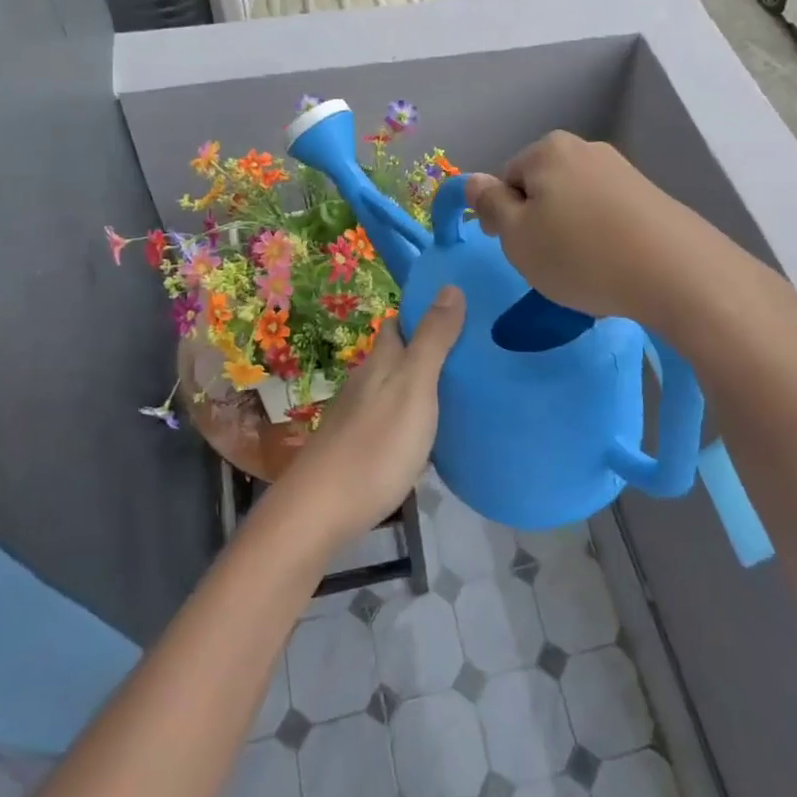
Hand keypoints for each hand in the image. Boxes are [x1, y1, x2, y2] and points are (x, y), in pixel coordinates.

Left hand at [279, 287, 465, 547]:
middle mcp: (367, 381)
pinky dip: (416, 418)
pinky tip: (434, 436)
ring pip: (395, 388)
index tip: (461, 311)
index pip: (399, 322)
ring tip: (464, 392)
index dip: (424, 313)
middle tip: (473, 354)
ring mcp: (360, 416)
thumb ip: (432, 339)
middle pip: (398, 355)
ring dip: (424, 385)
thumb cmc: (376, 444)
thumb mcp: (414, 386)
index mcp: (381, 360)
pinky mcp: (360, 448)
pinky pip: (394, 420)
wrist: (323, 510)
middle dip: (428, 349)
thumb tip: (450, 286)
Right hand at [466, 134, 717, 326]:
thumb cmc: (581, 254)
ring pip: (575, 204)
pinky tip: (614, 265)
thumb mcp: (517, 236)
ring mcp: (622, 171)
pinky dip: (602, 238)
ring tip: (586, 269)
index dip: (503, 217)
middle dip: (539, 223)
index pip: (506, 179)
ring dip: (571, 232)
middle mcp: (585, 149)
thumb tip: (473, 180)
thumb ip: (490, 205)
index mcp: (547, 150)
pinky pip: (607, 216)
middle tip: (550, 262)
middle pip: (542, 188)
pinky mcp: (651, 196)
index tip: (519, 250)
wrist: (677, 273)